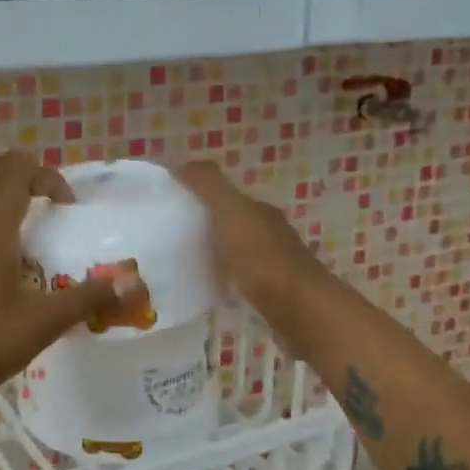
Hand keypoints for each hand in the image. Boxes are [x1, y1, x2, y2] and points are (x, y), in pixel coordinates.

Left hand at [0, 152, 134, 418]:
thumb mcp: (43, 323)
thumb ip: (86, 300)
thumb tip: (131, 283)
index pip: (14, 174)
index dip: (45, 175)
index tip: (68, 207)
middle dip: (18, 174)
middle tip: (47, 197)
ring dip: (6, 200)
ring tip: (38, 226)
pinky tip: (21, 265)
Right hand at [176, 161, 323, 307]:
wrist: (297, 307)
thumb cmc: (260, 257)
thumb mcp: (230, 211)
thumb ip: (208, 185)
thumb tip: (183, 163)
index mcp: (260, 211)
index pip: (228, 197)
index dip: (202, 198)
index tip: (172, 209)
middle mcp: (271, 233)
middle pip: (233, 224)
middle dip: (207, 228)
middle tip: (172, 239)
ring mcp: (275, 265)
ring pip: (238, 253)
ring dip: (216, 255)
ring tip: (185, 266)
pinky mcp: (274, 294)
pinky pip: (242, 280)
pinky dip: (226, 280)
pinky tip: (211, 290)